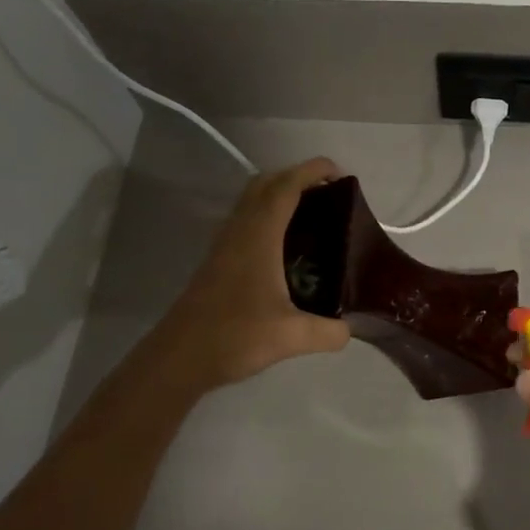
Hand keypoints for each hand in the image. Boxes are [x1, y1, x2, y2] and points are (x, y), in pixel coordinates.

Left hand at [152, 158, 351, 393]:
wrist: (179, 357)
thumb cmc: (234, 336)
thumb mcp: (291, 337)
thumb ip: (328, 332)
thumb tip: (350, 330)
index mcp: (258, 236)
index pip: (286, 187)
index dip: (312, 171)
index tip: (339, 173)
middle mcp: (240, 231)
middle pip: (265, 184)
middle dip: (296, 177)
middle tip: (328, 194)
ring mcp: (225, 244)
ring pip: (252, 201)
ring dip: (280, 194)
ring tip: (312, 215)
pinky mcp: (218, 260)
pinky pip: (246, 220)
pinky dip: (268, 215)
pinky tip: (286, 245)